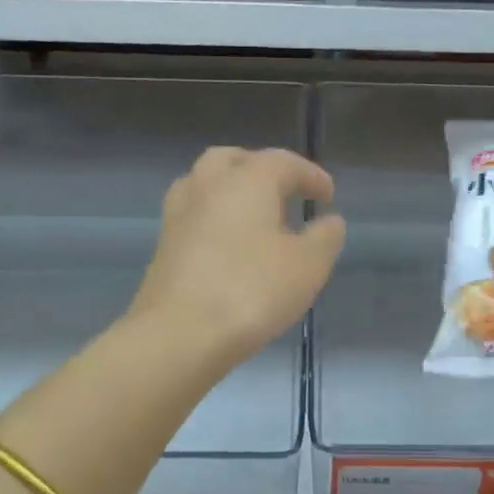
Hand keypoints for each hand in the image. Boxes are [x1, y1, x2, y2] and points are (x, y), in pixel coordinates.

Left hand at [130, 147, 346, 366]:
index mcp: (247, 180)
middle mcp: (207, 185)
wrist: (180, 333)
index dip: (310, 176)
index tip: (328, 195)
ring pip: (205, 184)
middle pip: (234, 160)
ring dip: (231, 191)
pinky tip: (229, 245)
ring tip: (254, 217)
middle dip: (261, 169)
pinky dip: (214, 219)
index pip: (284, 163)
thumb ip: (324, 238)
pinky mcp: (163, 245)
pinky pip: (194, 216)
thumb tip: (330, 221)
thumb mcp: (308, 266)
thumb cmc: (252, 291)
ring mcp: (178, 214)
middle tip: (283, 192)